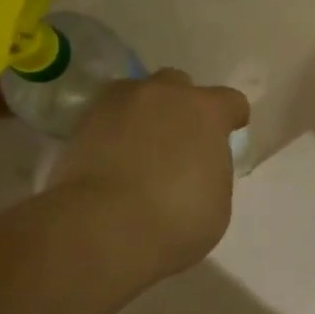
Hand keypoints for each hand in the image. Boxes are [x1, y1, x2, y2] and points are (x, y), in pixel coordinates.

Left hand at [56, 70, 249, 278]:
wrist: (103, 228)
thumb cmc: (177, 220)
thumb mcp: (218, 201)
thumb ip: (212, 170)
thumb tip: (198, 166)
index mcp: (207, 111)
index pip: (230, 101)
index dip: (231, 118)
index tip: (227, 135)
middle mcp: (165, 94)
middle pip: (179, 85)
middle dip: (181, 106)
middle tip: (177, 140)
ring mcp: (120, 102)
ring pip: (137, 94)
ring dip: (143, 113)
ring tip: (138, 146)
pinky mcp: (83, 121)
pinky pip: (106, 116)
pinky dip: (111, 131)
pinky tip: (110, 158)